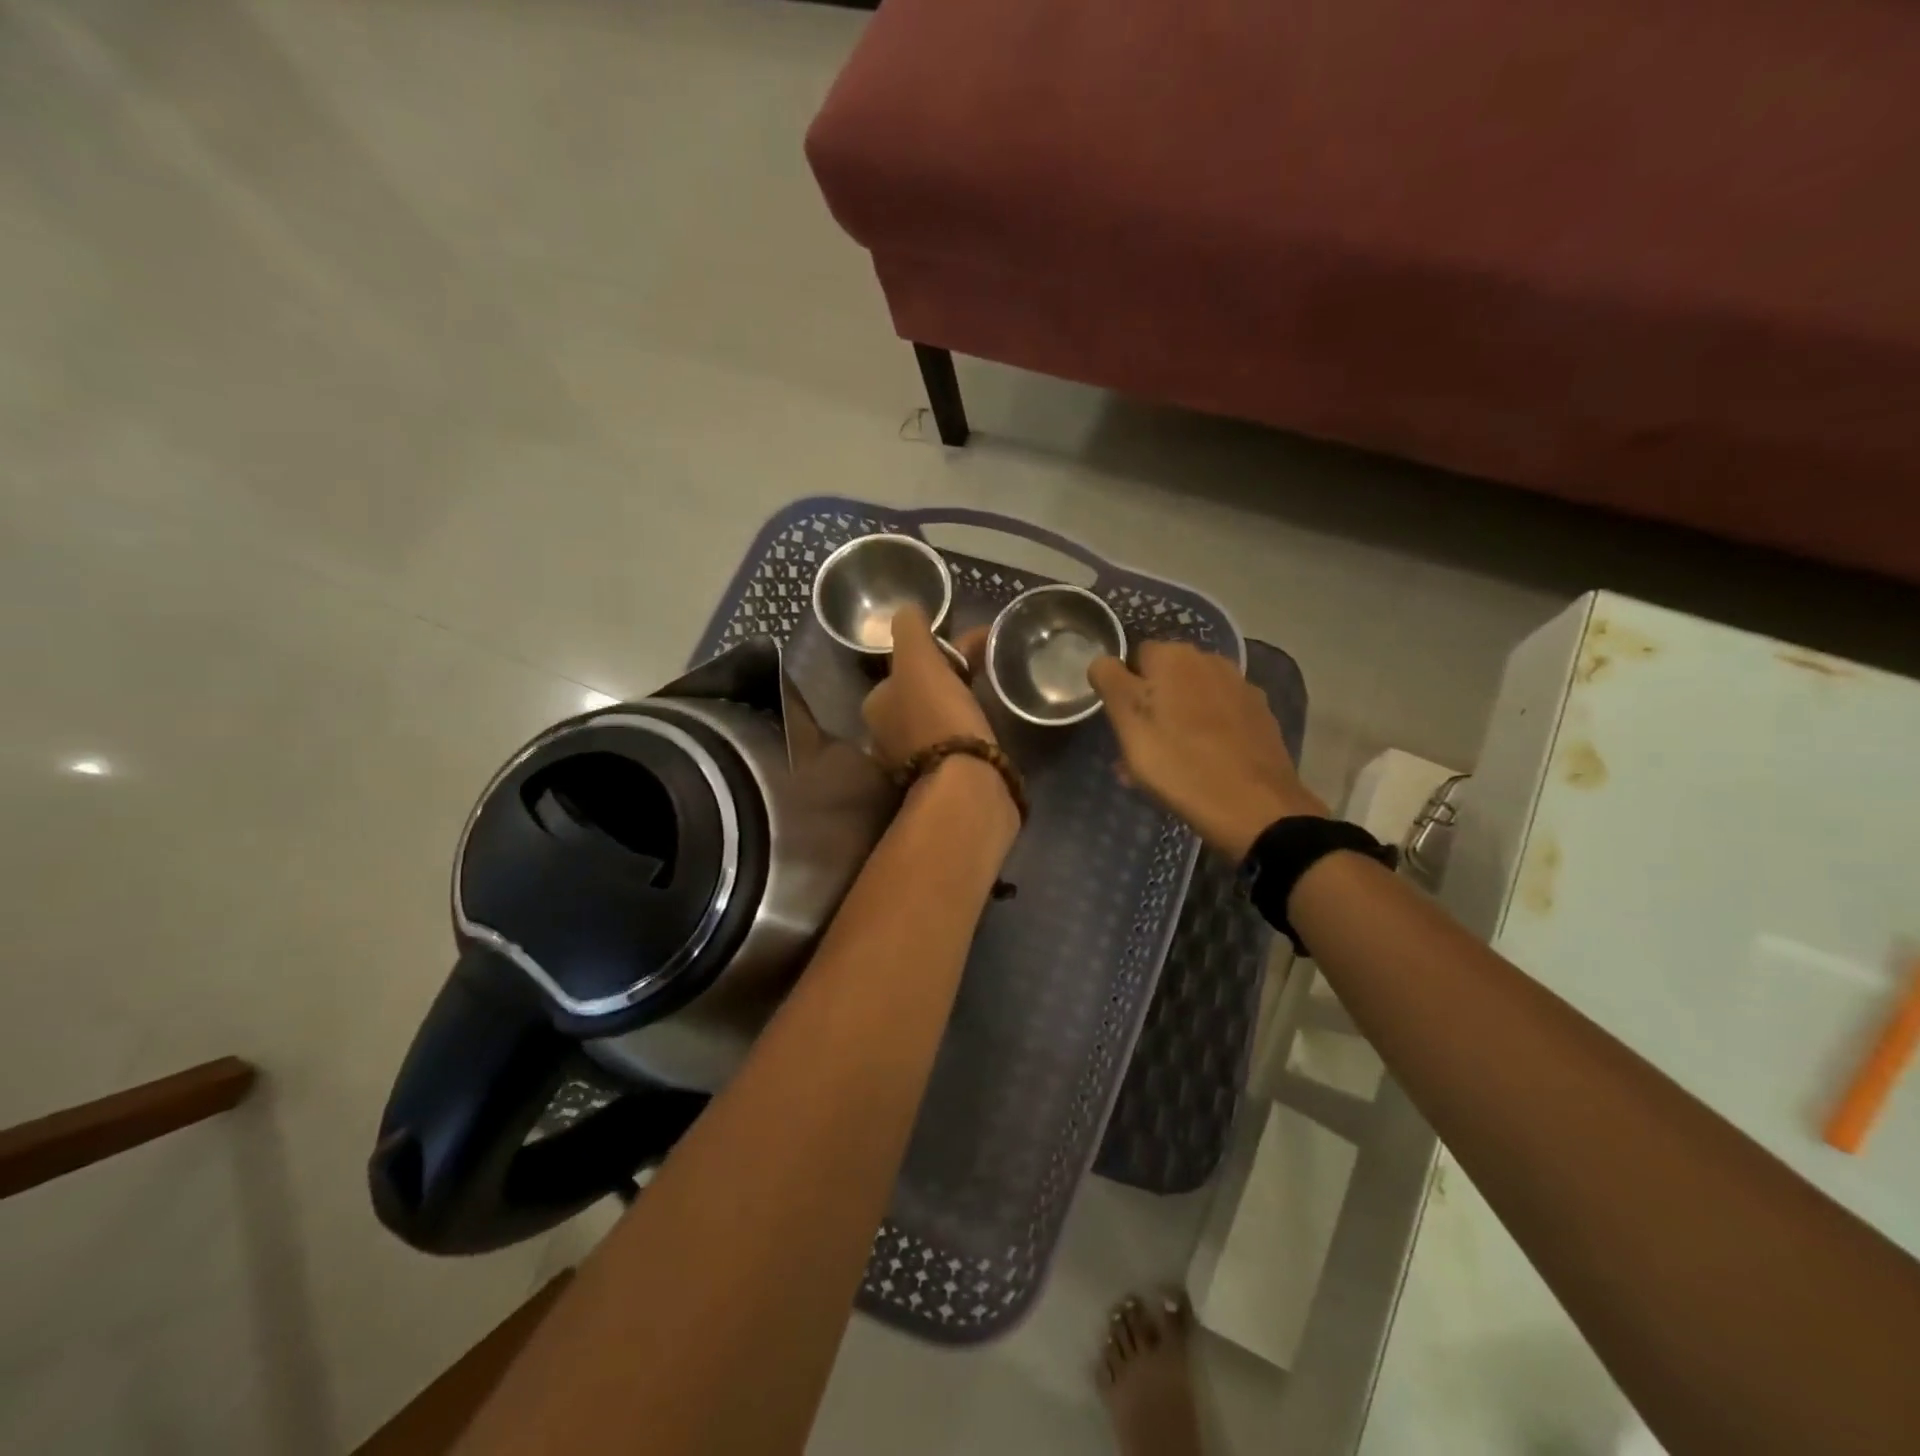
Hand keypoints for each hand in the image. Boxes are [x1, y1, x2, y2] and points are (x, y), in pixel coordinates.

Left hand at [861, 606, 992, 769]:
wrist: (965, 786)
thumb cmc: (939, 717)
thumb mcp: (919, 662)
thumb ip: (910, 630)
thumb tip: (906, 609)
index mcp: (877, 704)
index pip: (905, 666)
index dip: (938, 651)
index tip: (971, 644)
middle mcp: (886, 734)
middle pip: (921, 692)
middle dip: (951, 675)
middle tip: (986, 664)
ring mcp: (912, 761)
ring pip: (938, 717)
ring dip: (960, 702)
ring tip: (992, 693)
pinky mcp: (940, 781)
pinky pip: (954, 742)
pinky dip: (968, 728)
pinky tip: (987, 727)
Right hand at [1089, 642, 1326, 859]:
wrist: (1253, 805)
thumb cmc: (1177, 761)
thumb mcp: (1127, 721)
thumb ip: (1109, 680)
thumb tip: (1103, 661)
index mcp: (1173, 656)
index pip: (1133, 658)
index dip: (1122, 689)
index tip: (1121, 723)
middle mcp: (1210, 660)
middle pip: (1166, 678)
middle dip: (1152, 705)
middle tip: (1141, 747)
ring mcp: (1241, 688)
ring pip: (1193, 699)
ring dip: (1178, 720)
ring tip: (1171, 762)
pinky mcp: (1261, 717)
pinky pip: (1220, 719)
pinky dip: (1207, 734)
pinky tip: (1204, 764)